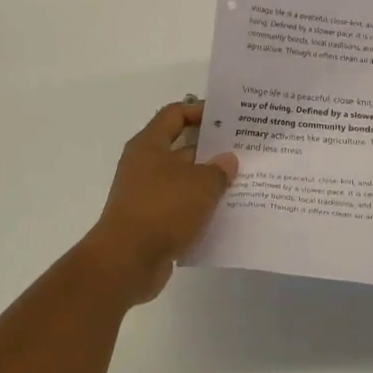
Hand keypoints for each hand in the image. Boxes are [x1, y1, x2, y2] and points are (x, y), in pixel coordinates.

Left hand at [85, 101, 238, 302]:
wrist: (127, 262)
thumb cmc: (162, 209)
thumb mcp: (200, 184)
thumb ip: (219, 169)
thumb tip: (228, 160)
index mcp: (149, 145)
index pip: (175, 114)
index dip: (200, 111)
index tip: (228, 117)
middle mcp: (144, 165)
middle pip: (182, 148)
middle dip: (212, 149)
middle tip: (245, 151)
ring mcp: (146, 195)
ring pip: (184, 181)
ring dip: (209, 182)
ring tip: (243, 183)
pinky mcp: (151, 222)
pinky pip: (181, 208)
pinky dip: (200, 209)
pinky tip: (226, 214)